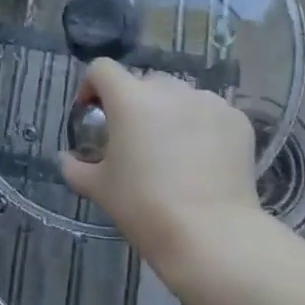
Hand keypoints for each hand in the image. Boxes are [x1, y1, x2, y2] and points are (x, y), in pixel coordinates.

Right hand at [60, 60, 263, 283]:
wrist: (211, 235)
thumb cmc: (145, 208)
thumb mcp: (100, 189)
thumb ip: (77, 167)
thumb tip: (67, 159)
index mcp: (130, 99)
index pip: (102, 69)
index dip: (93, 87)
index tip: (93, 113)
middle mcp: (169, 89)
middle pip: (144, 83)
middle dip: (135, 104)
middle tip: (135, 140)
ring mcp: (207, 101)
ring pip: (180, 97)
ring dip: (170, 114)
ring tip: (174, 152)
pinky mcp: (236, 119)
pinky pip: (210, 114)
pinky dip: (202, 128)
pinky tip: (203, 161)